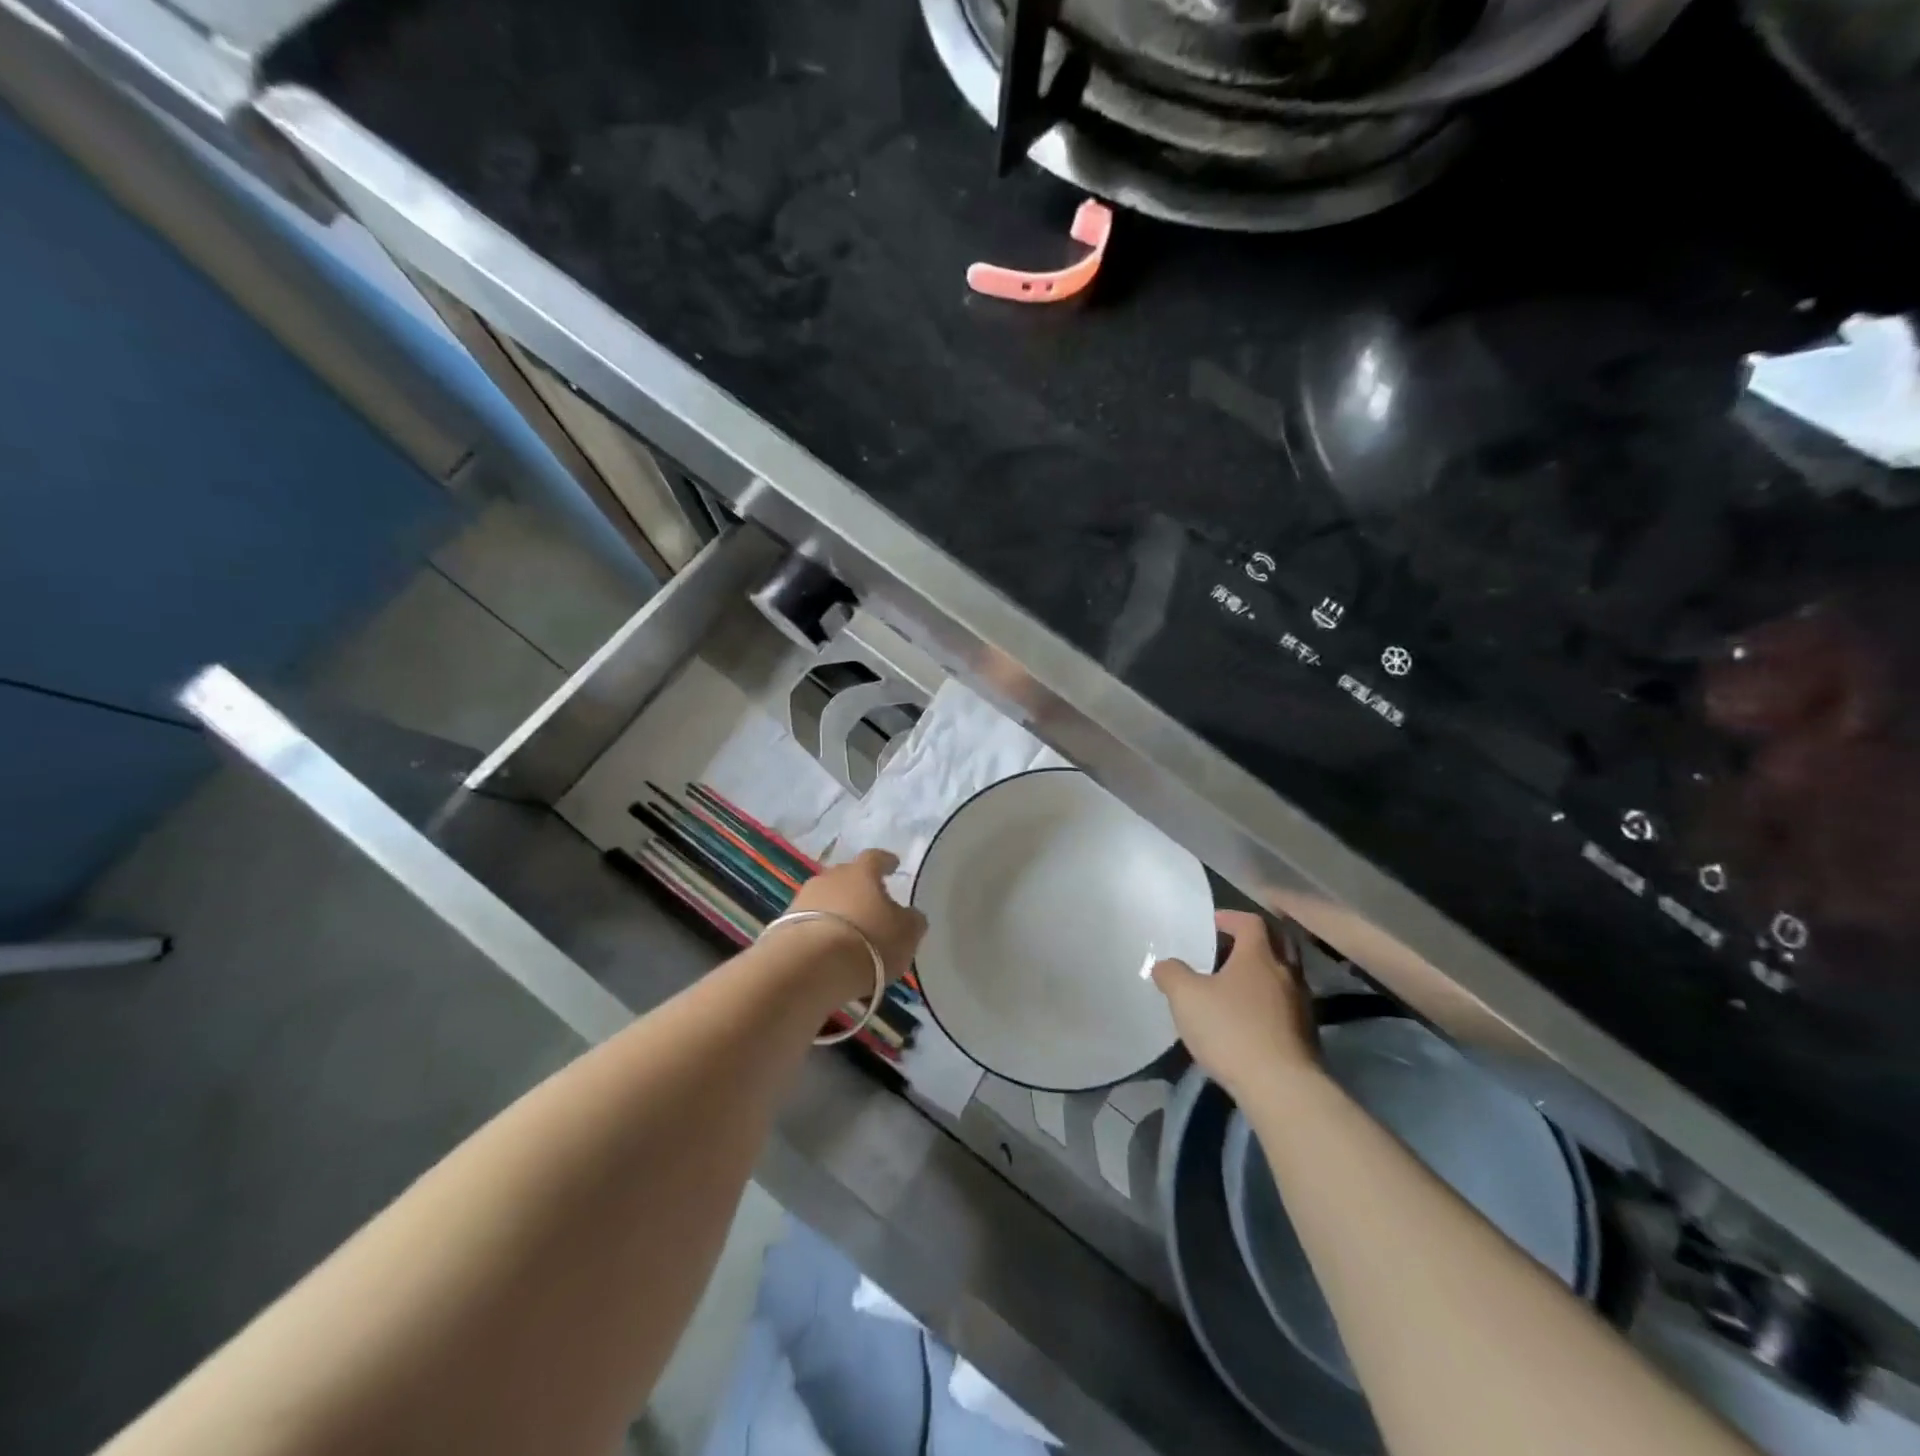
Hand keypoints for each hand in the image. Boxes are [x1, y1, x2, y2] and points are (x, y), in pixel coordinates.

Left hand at [786, 849, 926, 986]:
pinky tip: (827, 951)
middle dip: (858, 888)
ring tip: (848, 933)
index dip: (886, 862)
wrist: (808, 967)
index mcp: (862, 872)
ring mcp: (803, 899)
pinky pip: (809, 923)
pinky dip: (819, 932)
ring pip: (825, 900)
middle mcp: (830, 877)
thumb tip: (910, 915)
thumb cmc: (869, 942)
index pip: (876, 858)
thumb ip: (911, 921)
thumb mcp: (906, 934)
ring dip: (836, 912)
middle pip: (847, 877)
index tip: (893, 865)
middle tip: (870, 905)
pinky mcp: (782, 925)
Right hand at [1152, 910, 1318, 1098]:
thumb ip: (1172, 974)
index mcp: (1259, 956)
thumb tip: (1165, 965)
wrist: (1281, 1087)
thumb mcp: (1186, 998)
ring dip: (1263, 973)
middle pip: (1278, 943)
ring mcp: (1301, 1005)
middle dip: (1255, 941)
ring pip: (1284, 976)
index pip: (1251, 922)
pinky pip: (1286, 1005)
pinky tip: (1249, 1018)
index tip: (1213, 924)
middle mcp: (1285, 973)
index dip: (1231, 918)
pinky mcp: (1306, 1035)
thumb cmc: (1231, 1029)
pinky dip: (1269, 1002)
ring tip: (1235, 985)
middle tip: (1229, 948)